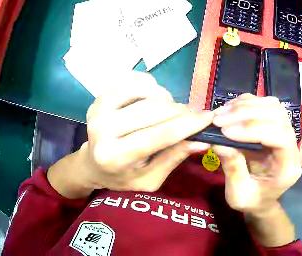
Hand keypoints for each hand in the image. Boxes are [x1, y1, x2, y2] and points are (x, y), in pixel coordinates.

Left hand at [48, 72, 212, 197]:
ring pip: (143, 90)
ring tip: (169, 111)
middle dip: (180, 111)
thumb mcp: (149, 179)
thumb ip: (173, 158)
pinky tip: (152, 99)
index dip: (188, 125)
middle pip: (152, 110)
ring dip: (165, 97)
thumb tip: (201, 141)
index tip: (209, 118)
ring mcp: (98, 108)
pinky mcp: (100, 96)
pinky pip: (132, 80)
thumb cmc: (122, 177)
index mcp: (114, 157)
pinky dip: (149, 86)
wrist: (92, 164)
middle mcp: (102, 130)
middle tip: (193, 115)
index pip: (158, 136)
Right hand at [212, 94, 301, 215]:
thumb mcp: (238, 195)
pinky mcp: (274, 126)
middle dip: (246, 113)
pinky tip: (229, 110)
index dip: (254, 129)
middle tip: (218, 119)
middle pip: (278, 116)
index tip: (226, 131)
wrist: (261, 199)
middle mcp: (292, 146)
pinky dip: (246, 103)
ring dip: (245, 105)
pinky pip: (264, 105)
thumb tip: (218, 141)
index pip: (281, 137)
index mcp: (288, 167)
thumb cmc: (252, 201)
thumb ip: (232, 169)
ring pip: (273, 106)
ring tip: (221, 113)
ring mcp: (285, 133)